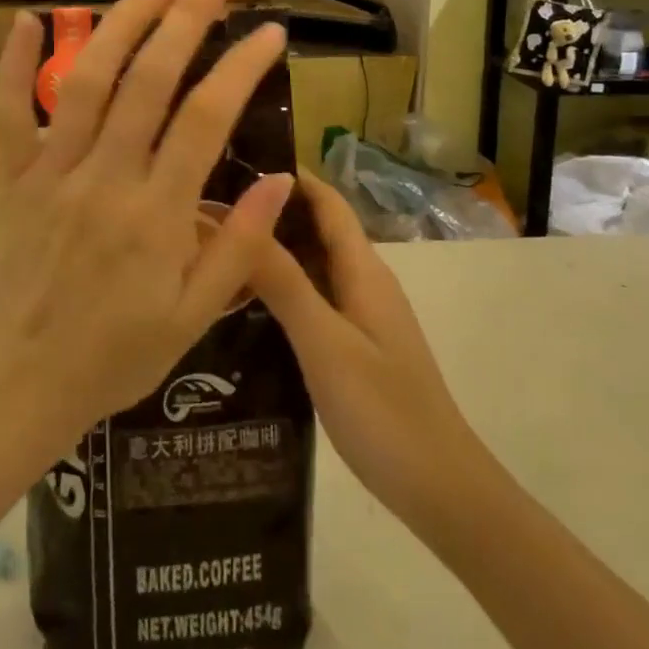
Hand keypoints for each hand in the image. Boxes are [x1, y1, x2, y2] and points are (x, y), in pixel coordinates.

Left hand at [0, 0, 293, 446]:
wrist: (23, 382)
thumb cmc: (119, 354)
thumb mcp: (195, 317)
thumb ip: (240, 248)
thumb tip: (281, 180)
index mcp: (155, 214)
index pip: (206, 119)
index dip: (241, 66)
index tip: (271, 29)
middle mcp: (104, 178)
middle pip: (150, 78)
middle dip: (192, 14)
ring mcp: (52, 172)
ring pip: (87, 80)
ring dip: (123, 21)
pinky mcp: (13, 178)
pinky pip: (6, 114)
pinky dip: (12, 64)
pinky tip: (27, 19)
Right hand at [250, 172, 479, 532]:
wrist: (441, 488)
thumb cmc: (384, 410)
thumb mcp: (325, 343)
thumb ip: (284, 282)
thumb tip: (246, 215)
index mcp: (363, 270)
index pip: (327, 201)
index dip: (289, 175)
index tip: (236, 160)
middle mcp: (364, 282)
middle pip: (317, 230)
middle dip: (271, 212)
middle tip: (208, 208)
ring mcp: (362, 316)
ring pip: (313, 266)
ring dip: (273, 251)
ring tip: (215, 249)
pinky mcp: (355, 346)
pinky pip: (314, 300)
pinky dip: (281, 290)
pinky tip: (243, 306)